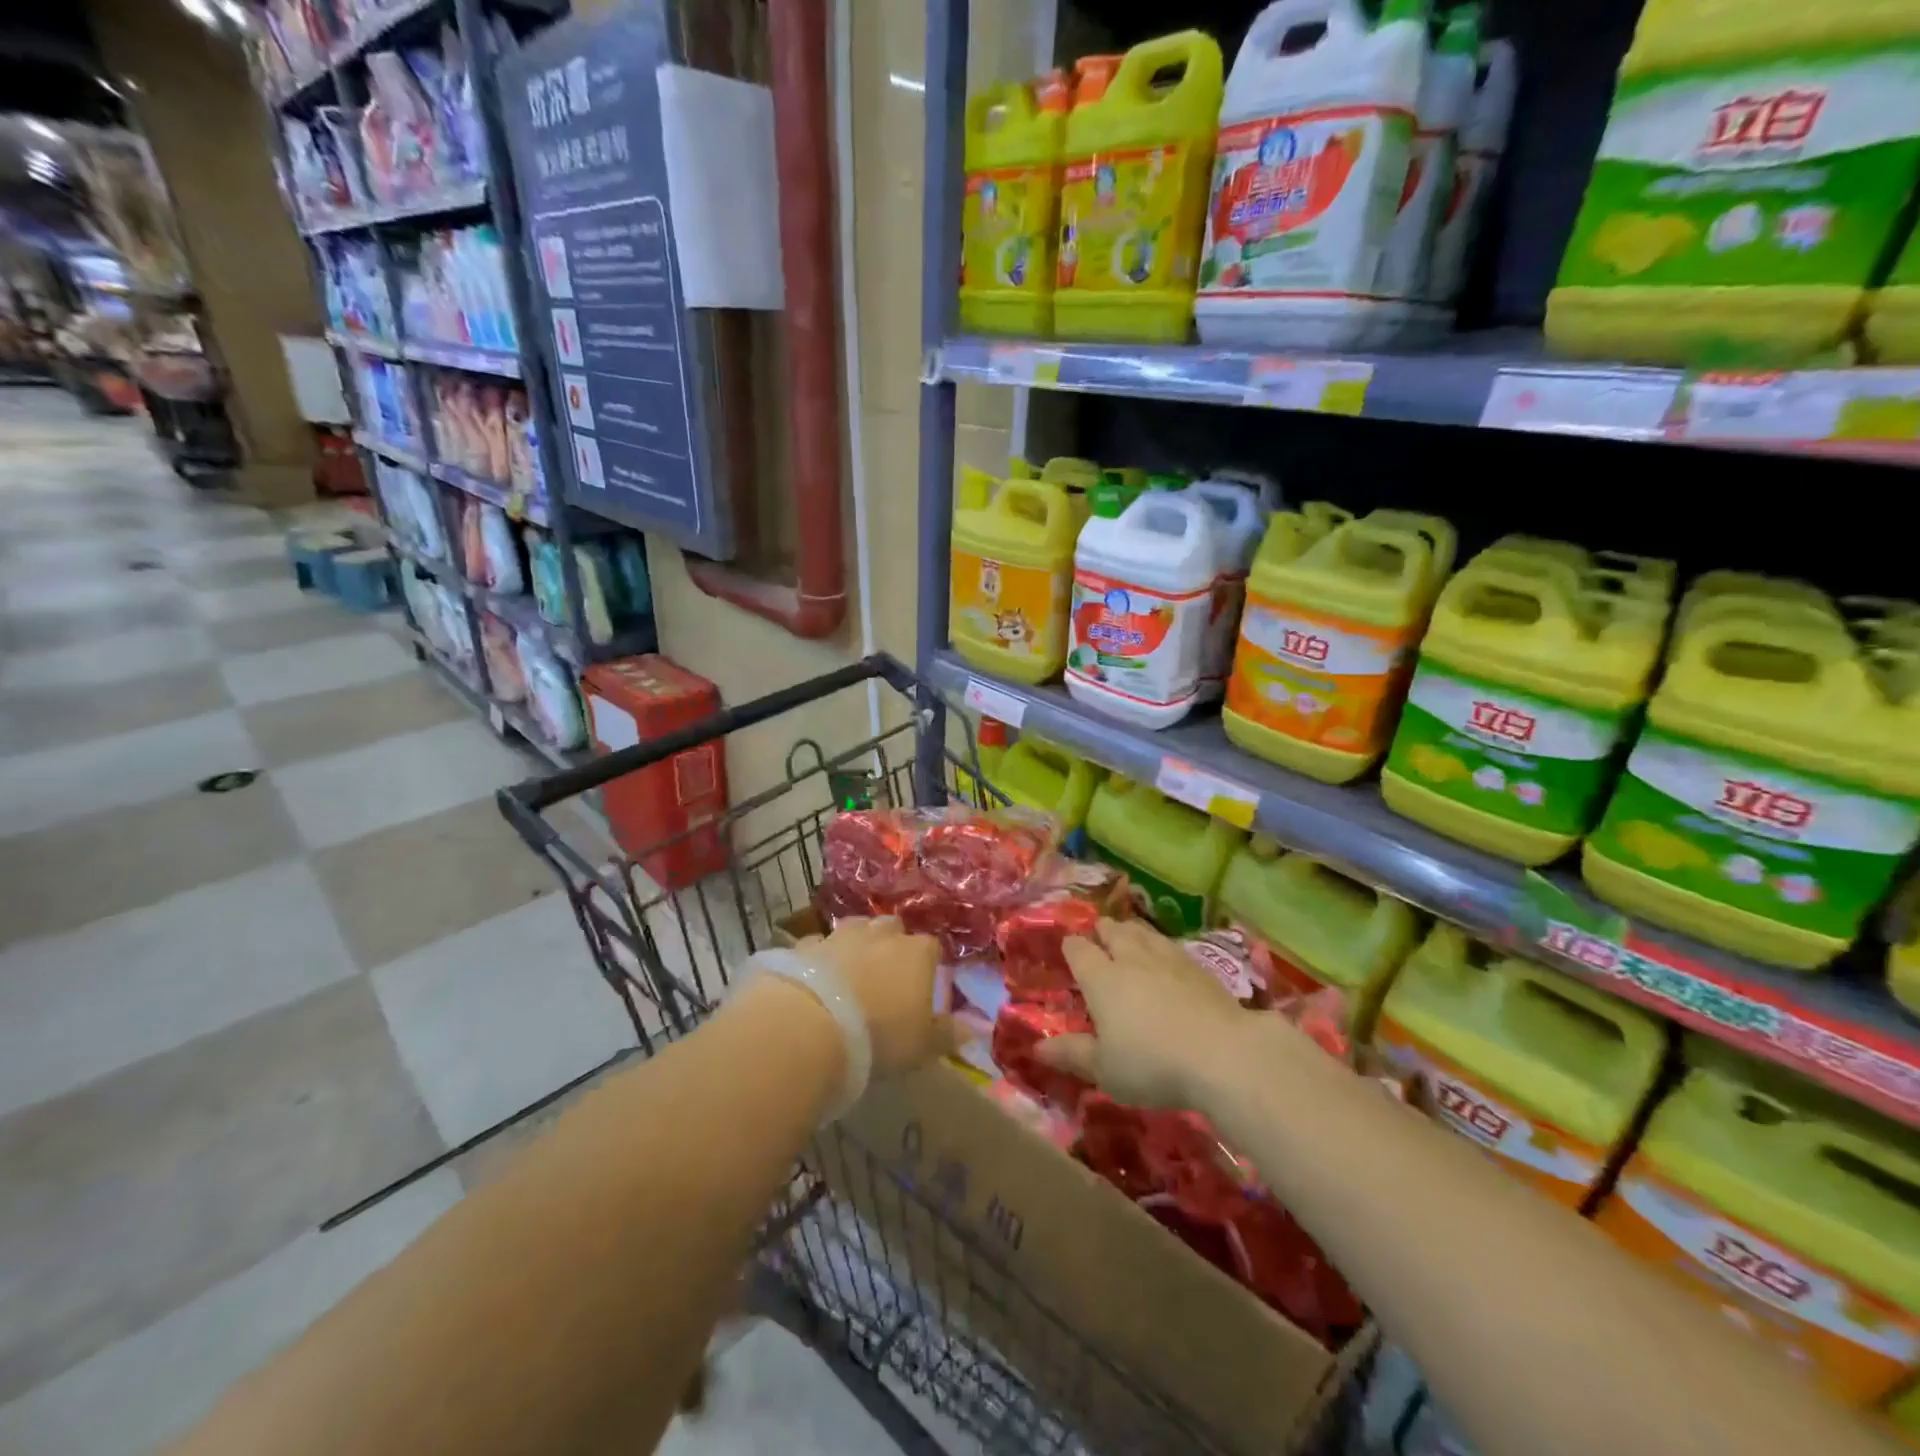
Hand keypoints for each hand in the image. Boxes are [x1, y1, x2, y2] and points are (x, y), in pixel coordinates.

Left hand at [794, 917, 952, 1077]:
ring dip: (858, 943)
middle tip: (889, 972)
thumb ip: (949, 1034)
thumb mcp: (922, 1045)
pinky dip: (822, 956)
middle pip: (893, 928)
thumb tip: (976, 1029)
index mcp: (917, 953)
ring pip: (856, 928)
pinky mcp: (806, 945)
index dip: (929, 963)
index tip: (925, 983)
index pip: (932, 947)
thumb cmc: (880, 1036)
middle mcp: (882, 935)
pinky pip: (820, 944)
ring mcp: (841, 935)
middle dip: (893, 943)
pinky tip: (818, 975)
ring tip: (854, 969)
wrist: (811, 1026)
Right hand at [1037, 917, 1249, 1109]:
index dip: (1071, 946)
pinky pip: (1171, 945)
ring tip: (1130, 935)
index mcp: (1100, 978)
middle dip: (1103, 931)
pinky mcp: (1199, 967)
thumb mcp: (1105, 1069)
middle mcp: (1130, 958)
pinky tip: (1167, 956)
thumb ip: (1072, 1054)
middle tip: (1099, 935)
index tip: (1068, 949)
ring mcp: (1168, 958)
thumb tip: (1037, 1048)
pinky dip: (1161, 946)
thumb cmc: (1152, 1064)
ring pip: (1143, 932)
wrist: (1223, 1054)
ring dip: (1132, 931)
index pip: (1078, 949)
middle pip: (1113, 931)